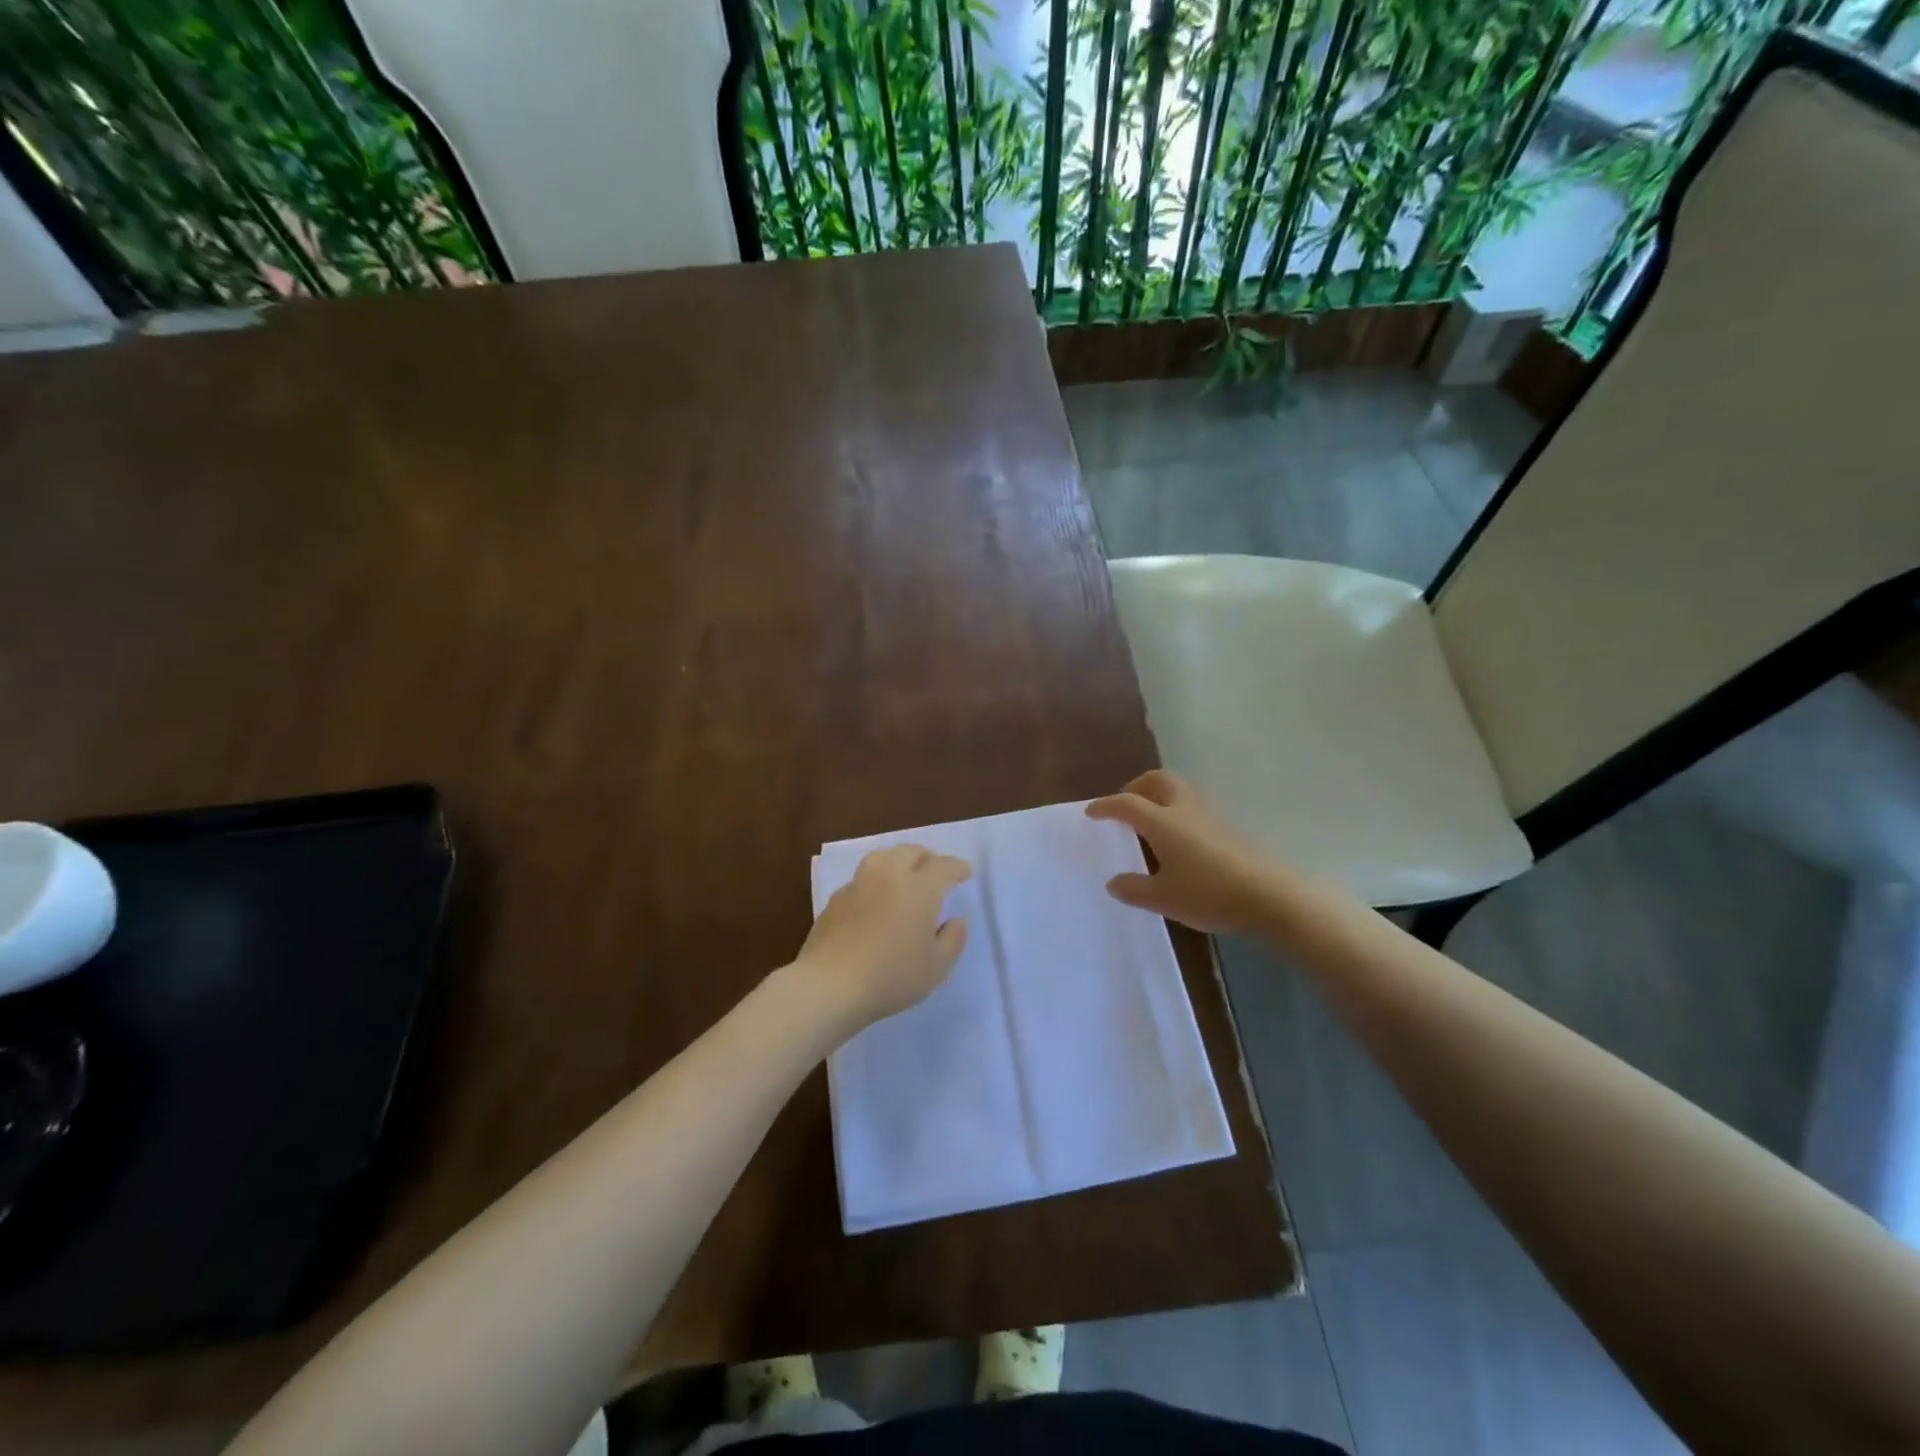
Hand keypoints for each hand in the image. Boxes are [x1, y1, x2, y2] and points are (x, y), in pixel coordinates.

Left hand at [797, 845, 970, 1031]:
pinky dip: (875, 882)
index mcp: (919, 888)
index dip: (957, 868)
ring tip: (904, 878)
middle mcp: (888, 876)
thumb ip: (953, 939)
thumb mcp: (936, 967)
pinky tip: (875, 902)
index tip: (965, 873)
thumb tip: (955, 920)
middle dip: (927, 858)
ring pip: (882, 858)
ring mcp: (858, 884)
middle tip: (935, 872)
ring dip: (899, 862)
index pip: (943, 866)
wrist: (830, 985)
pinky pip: (862, 879)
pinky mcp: (835, 899)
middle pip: (910, 851)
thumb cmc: (891, 976)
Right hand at [1085, 770, 1284, 935]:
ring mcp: (1211, 815)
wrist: (1269, 896)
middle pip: (1157, 780)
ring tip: (1151, 820)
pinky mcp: (1229, 827)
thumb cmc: (1208, 894)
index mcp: (1162, 822)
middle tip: (1125, 805)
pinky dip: (1178, 810)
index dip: (1105, 806)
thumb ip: (1134, 889)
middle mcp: (1184, 809)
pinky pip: (1195, 806)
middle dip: (1136, 787)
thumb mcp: (1163, 899)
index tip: (1091, 812)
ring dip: (1159, 795)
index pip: (1127, 804)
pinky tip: (1180, 838)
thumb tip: (1113, 882)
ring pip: (1179, 790)